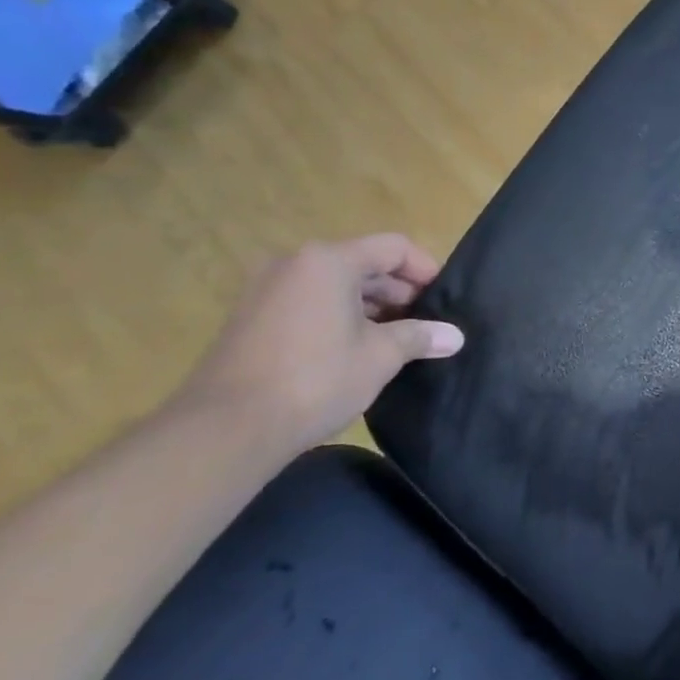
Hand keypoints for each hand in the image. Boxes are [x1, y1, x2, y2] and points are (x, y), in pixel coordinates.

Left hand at [175, 234, 463, 453]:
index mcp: (328, 261)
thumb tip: (455, 336)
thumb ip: (419, 337)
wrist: (224, 431)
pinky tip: (355, 351)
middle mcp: (294, 264)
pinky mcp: (250, 320)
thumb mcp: (380, 356)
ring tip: (396, 340)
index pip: (393, 248)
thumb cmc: (315, 380)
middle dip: (398, 292)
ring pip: (334, 286)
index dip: (425, 270)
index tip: (444, 299)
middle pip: (363, 264)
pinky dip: (337, 317)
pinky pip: (308, 303)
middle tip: (424, 323)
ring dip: (369, 307)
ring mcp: (266, 291)